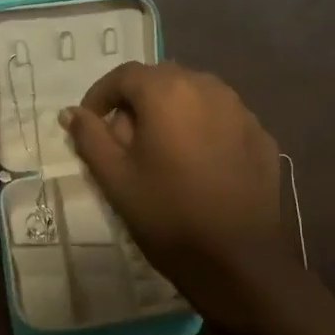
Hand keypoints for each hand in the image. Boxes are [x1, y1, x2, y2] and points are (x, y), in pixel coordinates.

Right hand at [60, 62, 290, 317]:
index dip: (100, 95)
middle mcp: (208, 87)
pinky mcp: (261, 135)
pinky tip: (198, 164)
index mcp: (167, 92)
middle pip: (162, 80)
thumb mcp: (115, 178)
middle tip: (124, 140)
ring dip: (172, 112)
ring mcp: (241, 110)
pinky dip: (203, 129)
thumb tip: (72, 113)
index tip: (90, 123)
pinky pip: (222, 118)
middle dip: (137, 102)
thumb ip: (90, 137)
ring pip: (196, 96)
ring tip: (162, 150)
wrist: (238, 259)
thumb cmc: (167, 214)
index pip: (124, 75)